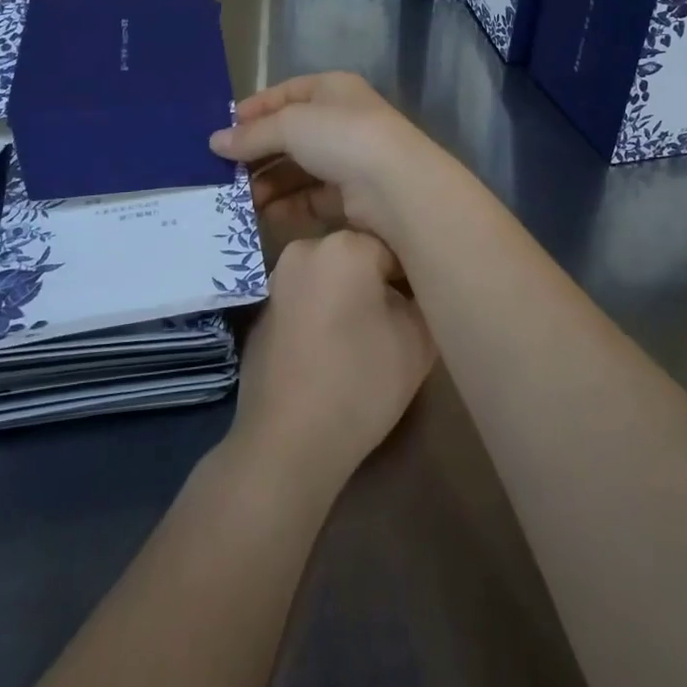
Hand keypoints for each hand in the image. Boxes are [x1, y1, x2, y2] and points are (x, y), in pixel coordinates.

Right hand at [209, 73, 436, 243]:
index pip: (286, 94)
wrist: (395, 186)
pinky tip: (264, 215)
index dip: (254, 110)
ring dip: (268, 183)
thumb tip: (215, 142)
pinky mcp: (352, 198)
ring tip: (238, 200)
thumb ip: (252, 134)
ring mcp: (349, 160)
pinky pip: (310, 199)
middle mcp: (342, 121)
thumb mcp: (290, 125)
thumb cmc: (341, 136)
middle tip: (223, 174)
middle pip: (290, 135)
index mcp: (333, 89)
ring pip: (298, 170)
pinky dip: (287, 206)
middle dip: (257, 154)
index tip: (222, 132)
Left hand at [229, 229, 435, 494]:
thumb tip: (413, 289)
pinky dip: (322, 313)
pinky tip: (333, 351)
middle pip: (359, 258)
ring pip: (331, 277)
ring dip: (349, 297)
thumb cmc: (360, 382)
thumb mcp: (418, 339)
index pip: (396, 247)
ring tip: (366, 340)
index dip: (413, 278)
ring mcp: (278, 279)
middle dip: (379, 284)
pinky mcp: (262, 310)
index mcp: (345, 245)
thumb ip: (423, 298)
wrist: (287, 442)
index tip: (421, 308)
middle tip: (397, 324)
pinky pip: (306, 299)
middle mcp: (306, 249)